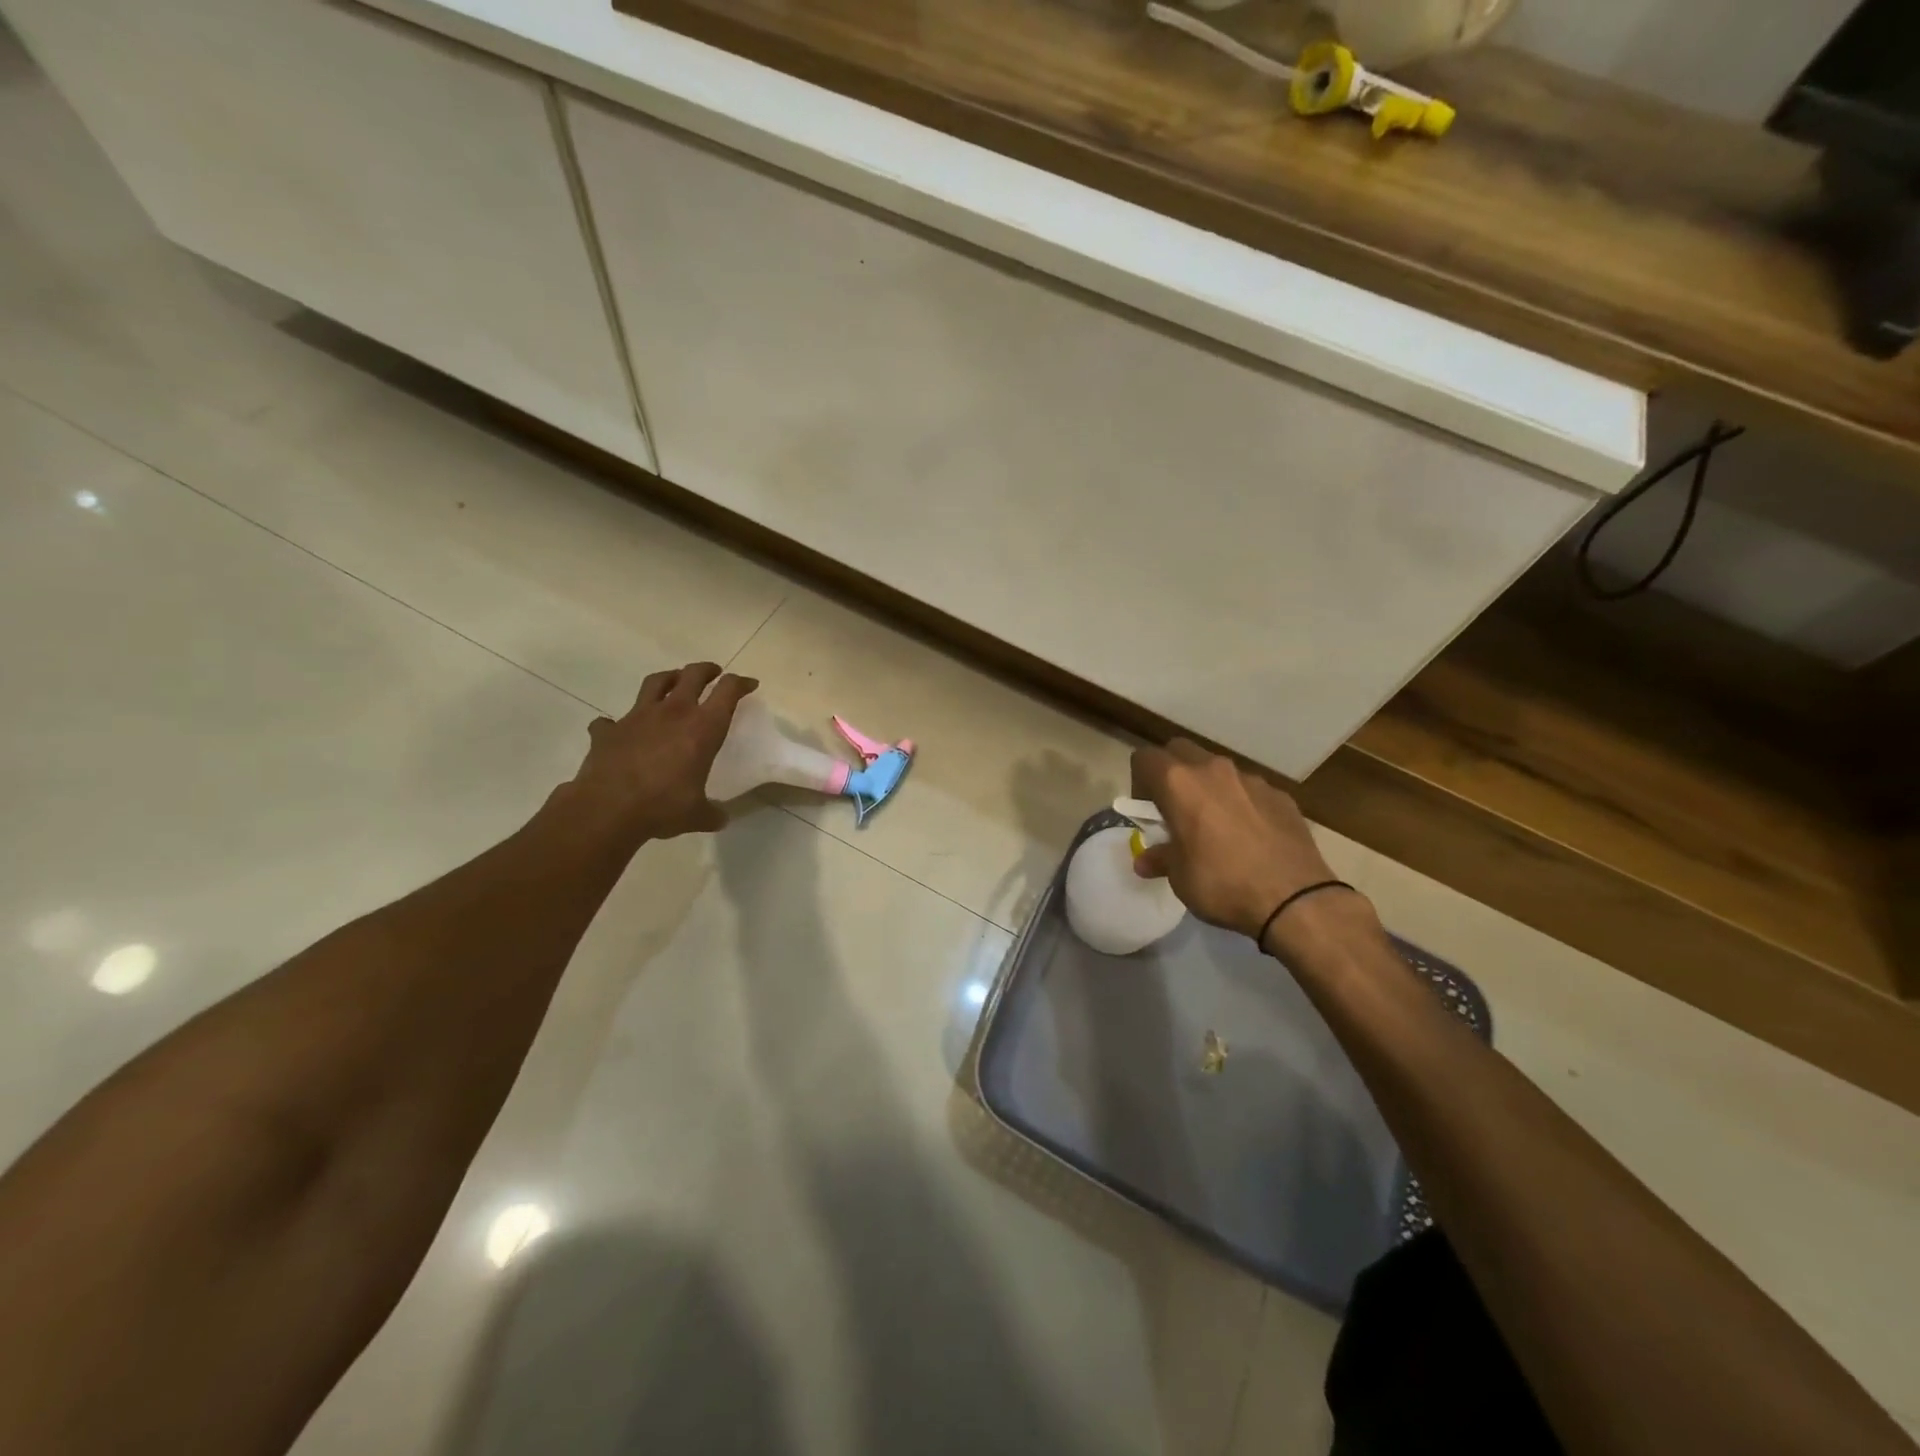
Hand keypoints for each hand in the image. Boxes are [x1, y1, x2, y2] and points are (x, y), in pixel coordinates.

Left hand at [568, 662, 757, 841]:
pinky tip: (619, 731)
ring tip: (674, 682)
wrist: (607, 810)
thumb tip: (720, 819)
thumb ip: (712, 813)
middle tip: (714, 673)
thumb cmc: (663, 807)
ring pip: (656, 682)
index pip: (728, 691)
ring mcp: (637, 717)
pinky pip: (611, 720)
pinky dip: (617, 723)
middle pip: (693, 675)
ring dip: (669, 677)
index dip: (741, 683)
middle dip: (707, 670)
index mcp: (702, 728)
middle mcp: (673, 713)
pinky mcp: (608, 730)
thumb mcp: (698, 815)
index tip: (749, 684)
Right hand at [1130, 739, 1356, 947]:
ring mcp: (1251, 779)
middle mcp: (1213, 770)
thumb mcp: (1180, 877)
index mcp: (1179, 783)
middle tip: (1175, 809)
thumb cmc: (1222, 883)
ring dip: (1209, 787)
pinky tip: (1250, 836)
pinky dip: (1241, 803)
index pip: (1145, 758)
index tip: (1147, 810)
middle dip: (1172, 773)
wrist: (1295, 898)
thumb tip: (1145, 860)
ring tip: (1216, 825)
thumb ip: (1161, 858)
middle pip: (1180, 751)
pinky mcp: (1280, 795)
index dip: (1139, 781)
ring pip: (1218, 770)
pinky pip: (1250, 790)